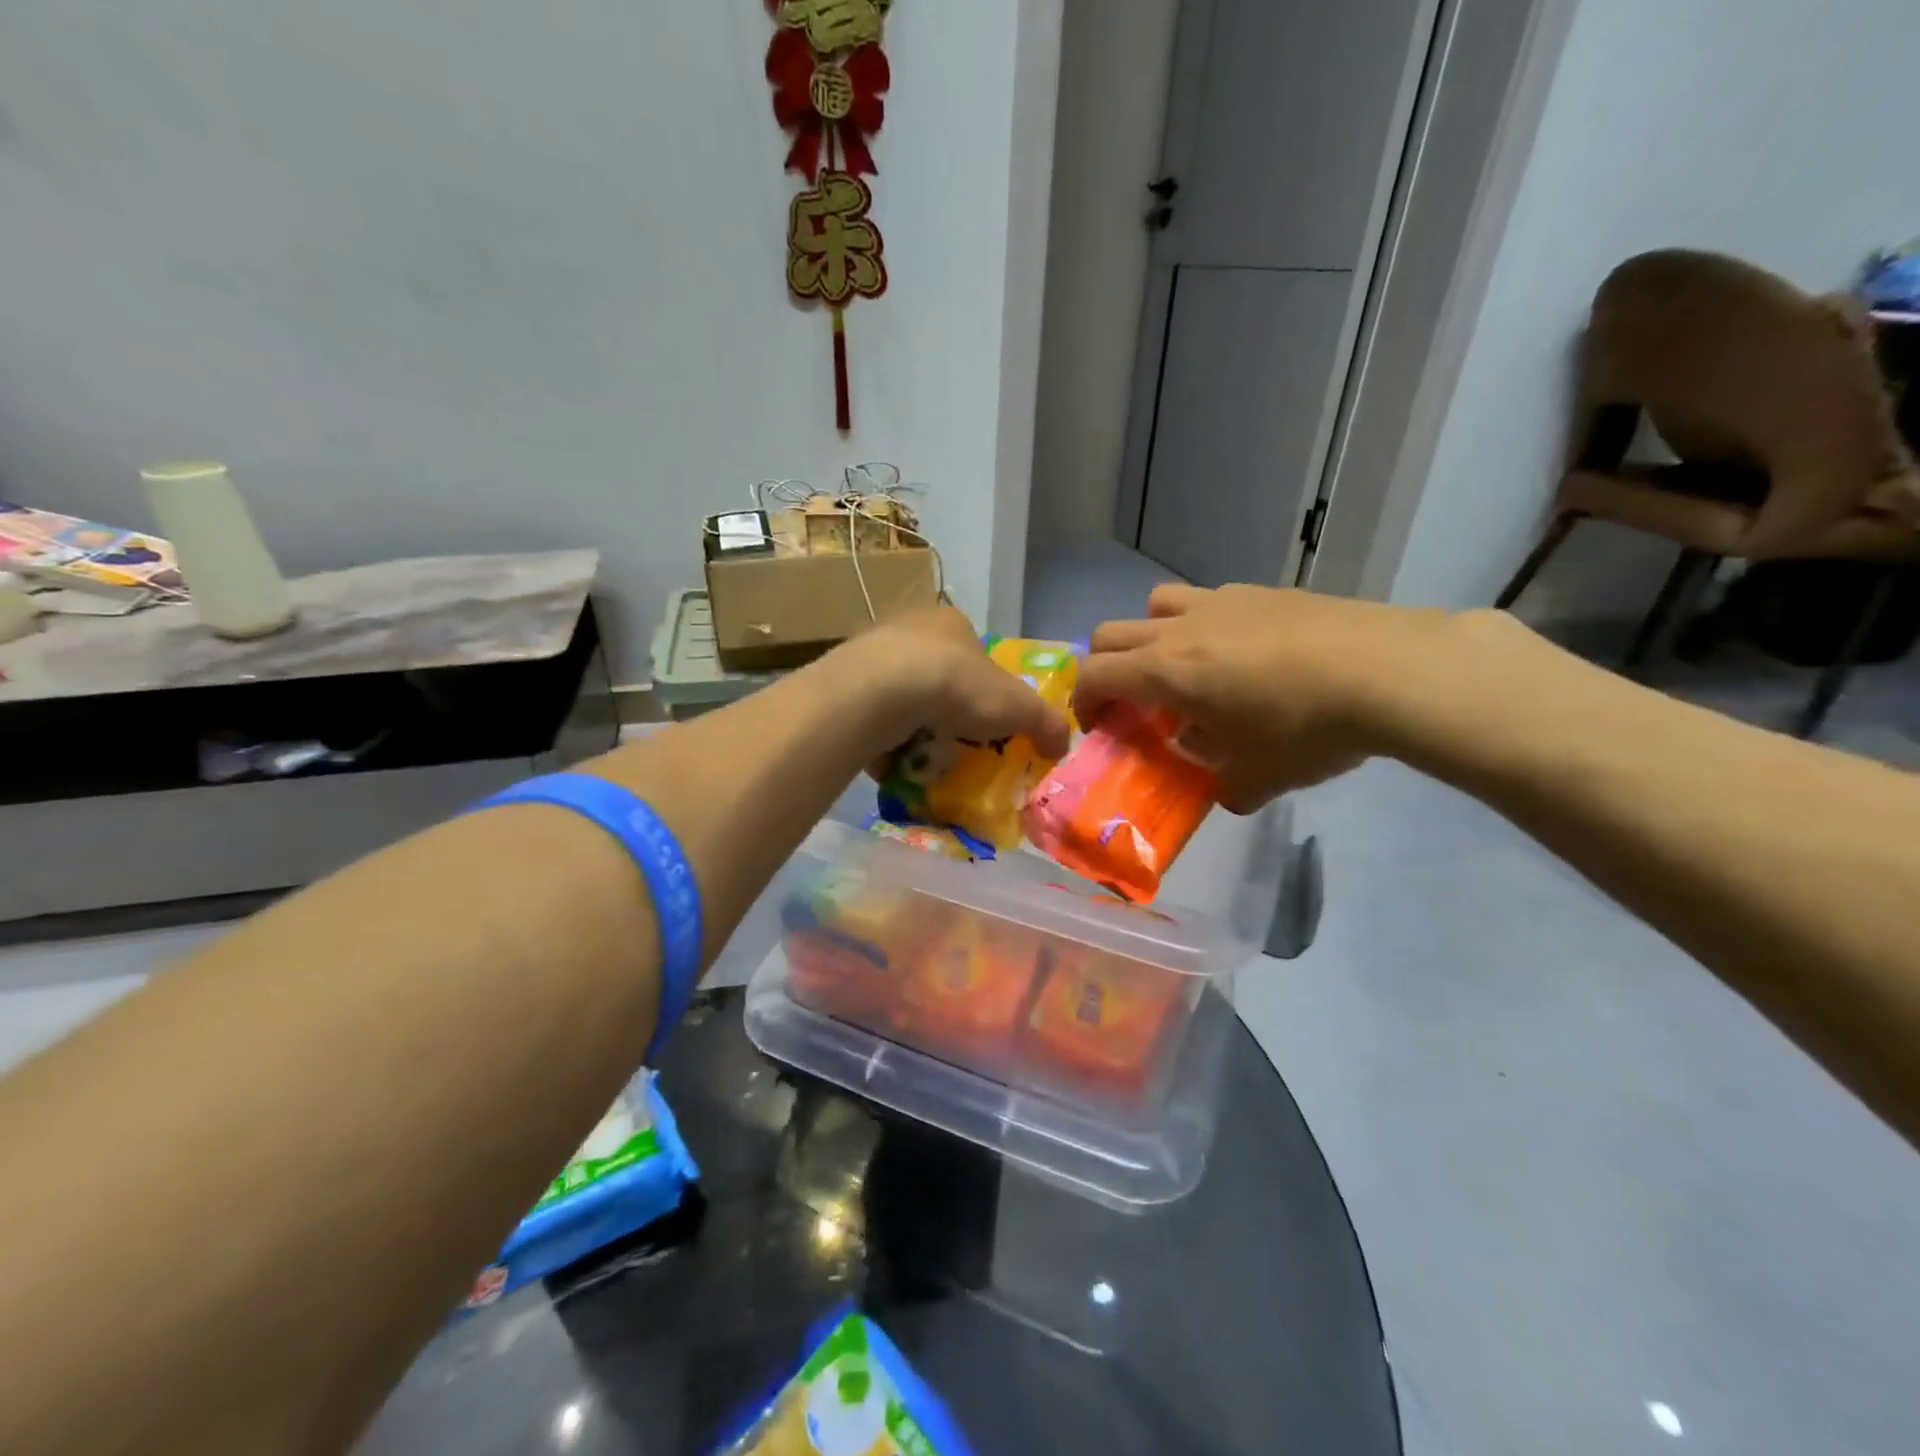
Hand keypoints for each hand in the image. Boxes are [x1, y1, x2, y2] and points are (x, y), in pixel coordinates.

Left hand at [833, 606, 1071, 762]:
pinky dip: (881, 738)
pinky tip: (890, 758)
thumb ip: (1045, 723)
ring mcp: (870, 652)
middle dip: (945, 712)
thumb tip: (1063, 745)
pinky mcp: (842, 681)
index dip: (984, 691)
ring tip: (921, 757)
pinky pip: (869, 715)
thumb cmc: (957, 686)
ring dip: (911, 726)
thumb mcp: (1018, 707)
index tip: (986, 725)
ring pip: (900, 696)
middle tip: (955, 745)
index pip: (974, 656)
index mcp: (950, 622)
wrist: (882, 691)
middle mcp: (907, 628)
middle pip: (935, 676)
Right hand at [1074, 583, 1453, 811]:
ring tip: (1183, 668)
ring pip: (1156, 604)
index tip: (1097, 727)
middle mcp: (1180, 629)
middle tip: (1130, 701)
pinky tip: (1246, 654)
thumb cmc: (1307, 729)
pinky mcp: (1262, 591)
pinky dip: (1203, 626)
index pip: (1094, 675)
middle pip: (1110, 633)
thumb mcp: (1259, 778)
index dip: (1082, 702)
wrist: (1390, 671)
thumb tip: (1226, 790)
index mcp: (1165, 672)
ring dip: (1150, 635)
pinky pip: (1209, 601)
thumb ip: (1226, 788)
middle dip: (1105, 668)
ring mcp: (1221, 602)